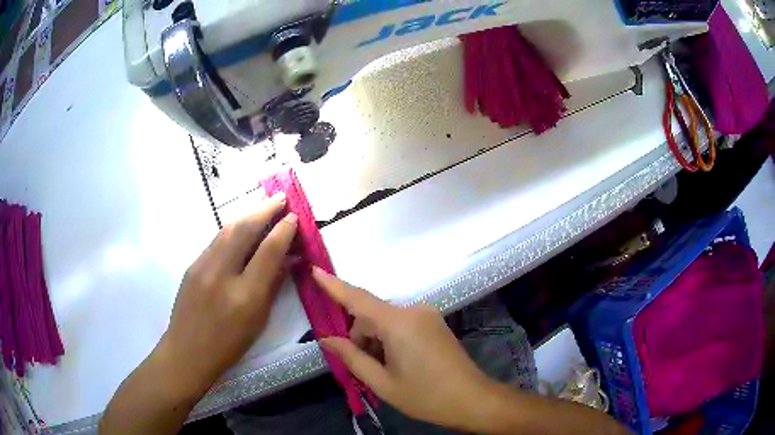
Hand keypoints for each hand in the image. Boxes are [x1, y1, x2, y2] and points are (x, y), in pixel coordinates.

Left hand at [157, 193, 297, 397]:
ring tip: (264, 205)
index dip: (283, 231)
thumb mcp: (258, 320)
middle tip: (280, 198)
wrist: (187, 351)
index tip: (294, 217)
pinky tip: (242, 226)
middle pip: (244, 230)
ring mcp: (202, 266)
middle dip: (264, 209)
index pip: (268, 252)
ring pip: (227, 229)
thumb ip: (273, 286)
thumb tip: (288, 259)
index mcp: (245, 295)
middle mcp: (222, 274)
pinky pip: (217, 239)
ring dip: (248, 214)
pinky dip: (233, 227)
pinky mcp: (192, 264)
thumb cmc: (229, 344)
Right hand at [312, 268, 495, 431]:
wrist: (472, 399)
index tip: (314, 270)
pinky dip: (390, 338)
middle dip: (360, 338)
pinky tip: (398, 362)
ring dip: (376, 341)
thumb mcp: (382, 382)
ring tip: (386, 371)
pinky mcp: (434, 322)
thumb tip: (326, 339)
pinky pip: (401, 323)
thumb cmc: (425, 396)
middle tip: (365, 369)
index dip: (334, 285)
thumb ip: (352, 357)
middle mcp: (413, 310)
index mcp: (398, 323)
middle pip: (371, 316)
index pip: (358, 299)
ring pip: (385, 321)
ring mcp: (427, 314)